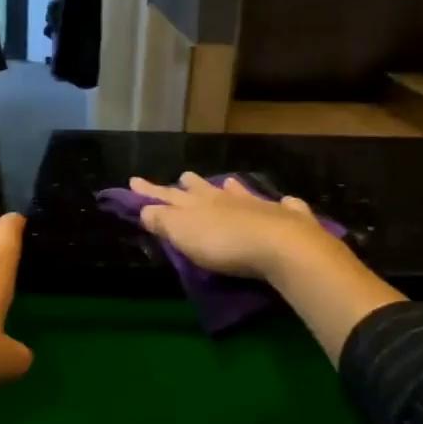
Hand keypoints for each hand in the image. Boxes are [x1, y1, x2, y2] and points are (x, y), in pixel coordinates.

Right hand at [127, 172, 345, 280]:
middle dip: (190, 184)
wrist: (279, 245)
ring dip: (231, 188)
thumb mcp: (182, 233)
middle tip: (183, 178)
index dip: (149, 191)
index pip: (167, 195)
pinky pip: (286, 206)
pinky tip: (287, 202)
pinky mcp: (288, 218)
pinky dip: (284, 204)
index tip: (133, 180)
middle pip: (204, 188)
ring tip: (228, 182)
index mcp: (197, 204)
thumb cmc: (223, 243)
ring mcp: (259, 205)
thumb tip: (145, 209)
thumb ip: (162, 221)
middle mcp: (226, 199)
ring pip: (241, 192)